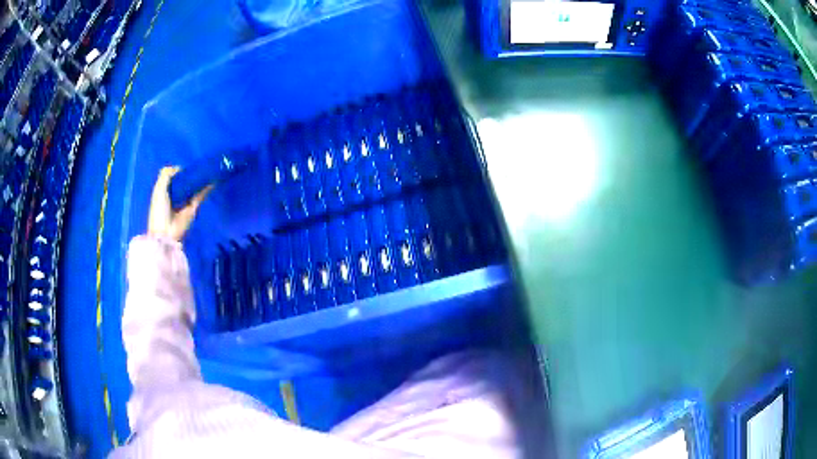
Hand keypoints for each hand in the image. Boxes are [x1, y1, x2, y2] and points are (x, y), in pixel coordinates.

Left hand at [148, 166, 210, 241]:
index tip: (186, 166)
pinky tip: (212, 179)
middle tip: (198, 166)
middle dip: (190, 175)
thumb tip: (180, 168)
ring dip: (200, 180)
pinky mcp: (194, 208)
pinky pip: (200, 196)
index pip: (173, 179)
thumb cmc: (159, 210)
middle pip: (184, 183)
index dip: (179, 172)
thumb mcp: (158, 189)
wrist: (166, 232)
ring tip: (207, 168)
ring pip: (193, 188)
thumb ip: (166, 175)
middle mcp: (175, 196)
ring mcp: (185, 202)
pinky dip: (206, 188)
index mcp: (164, 192)